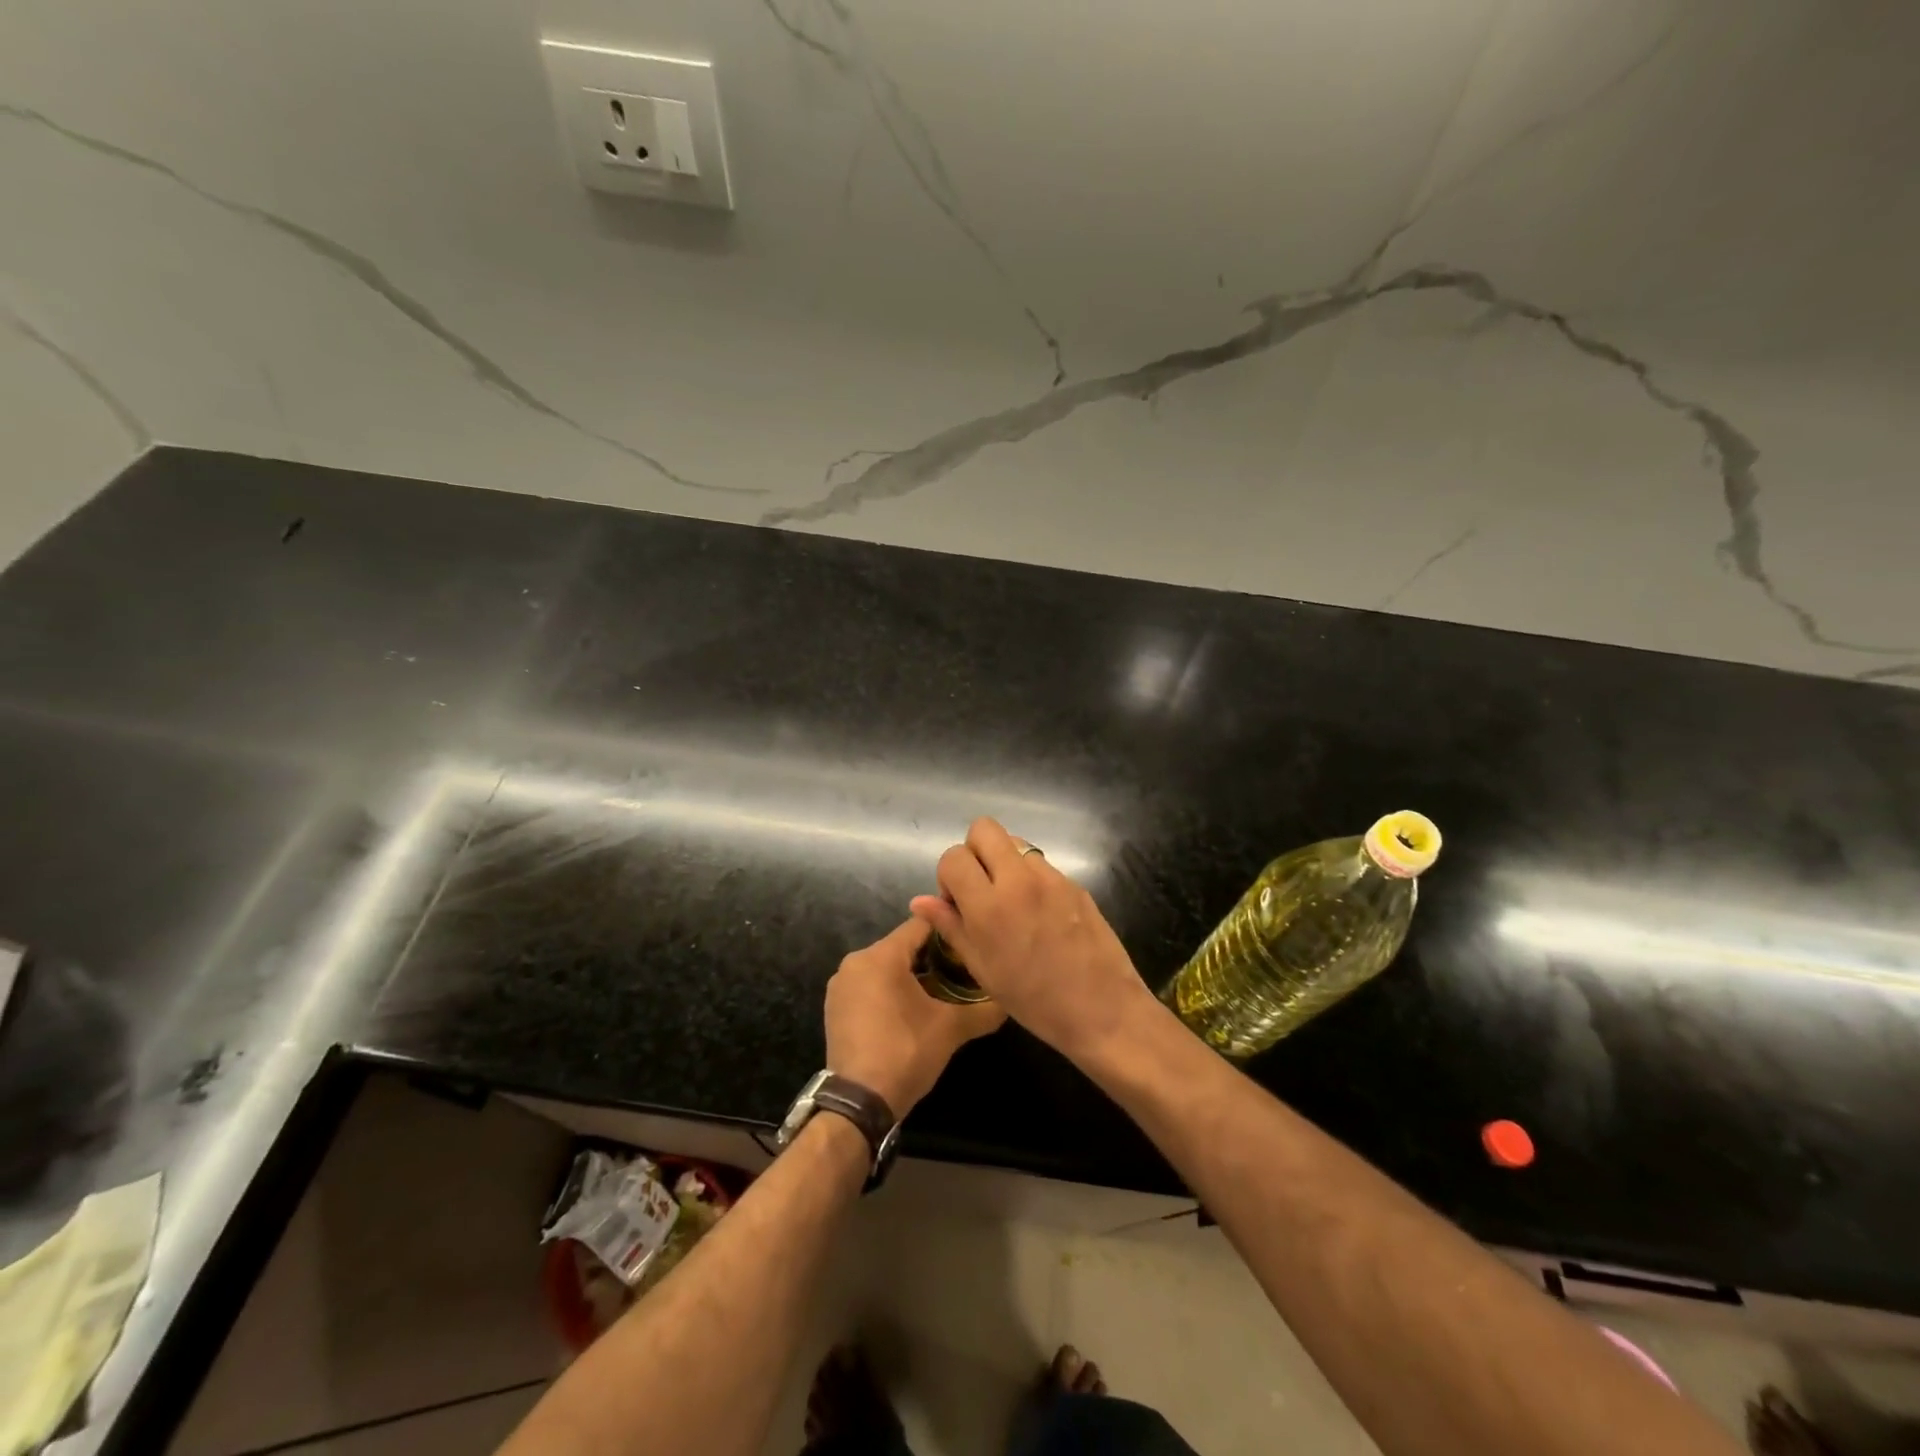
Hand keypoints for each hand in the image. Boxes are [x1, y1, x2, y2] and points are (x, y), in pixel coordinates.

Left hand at [825, 917, 1005, 1115]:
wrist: (858, 1103)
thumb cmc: (905, 1052)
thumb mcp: (951, 1029)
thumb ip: (983, 1009)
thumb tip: (1009, 1001)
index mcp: (880, 956)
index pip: (921, 925)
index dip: (949, 931)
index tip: (970, 944)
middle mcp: (855, 961)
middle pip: (903, 946)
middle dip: (933, 957)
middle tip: (962, 973)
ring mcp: (841, 985)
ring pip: (886, 966)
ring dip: (912, 975)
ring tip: (941, 993)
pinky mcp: (835, 1007)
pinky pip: (870, 985)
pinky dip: (890, 990)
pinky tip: (911, 1012)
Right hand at [908, 818, 1157, 1062]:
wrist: (1102, 1009)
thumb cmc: (1034, 1000)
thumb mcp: (982, 968)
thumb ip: (950, 926)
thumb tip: (920, 901)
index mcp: (989, 905)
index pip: (954, 856)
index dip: (948, 875)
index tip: (957, 902)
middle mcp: (1019, 880)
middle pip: (984, 828)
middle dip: (974, 851)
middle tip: (980, 887)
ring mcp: (1051, 877)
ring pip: (1015, 844)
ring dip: (1004, 863)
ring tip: (1011, 902)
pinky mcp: (1074, 883)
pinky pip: (1041, 865)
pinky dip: (1030, 878)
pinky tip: (1039, 914)